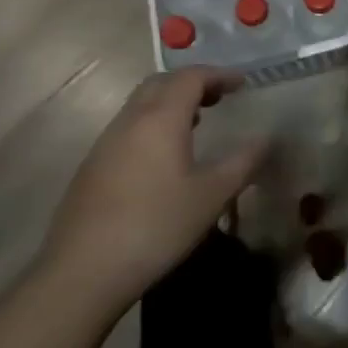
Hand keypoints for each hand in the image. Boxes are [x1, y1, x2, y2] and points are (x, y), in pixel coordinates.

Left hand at [39, 70, 263, 313]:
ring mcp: (106, 143)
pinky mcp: (91, 168)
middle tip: (219, 96)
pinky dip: (152, 124)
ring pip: (140, 104)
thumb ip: (243, 162)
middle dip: (192, 82)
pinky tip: (164, 156)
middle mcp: (130, 121)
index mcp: (161, 118)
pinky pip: (128, 127)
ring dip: (170, 102)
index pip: (191, 77)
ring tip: (197, 122)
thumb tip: (266, 139)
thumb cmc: (156, 226)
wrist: (81, 273)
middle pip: (161, 83)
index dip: (219, 74)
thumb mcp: (212, 195)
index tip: (243, 83)